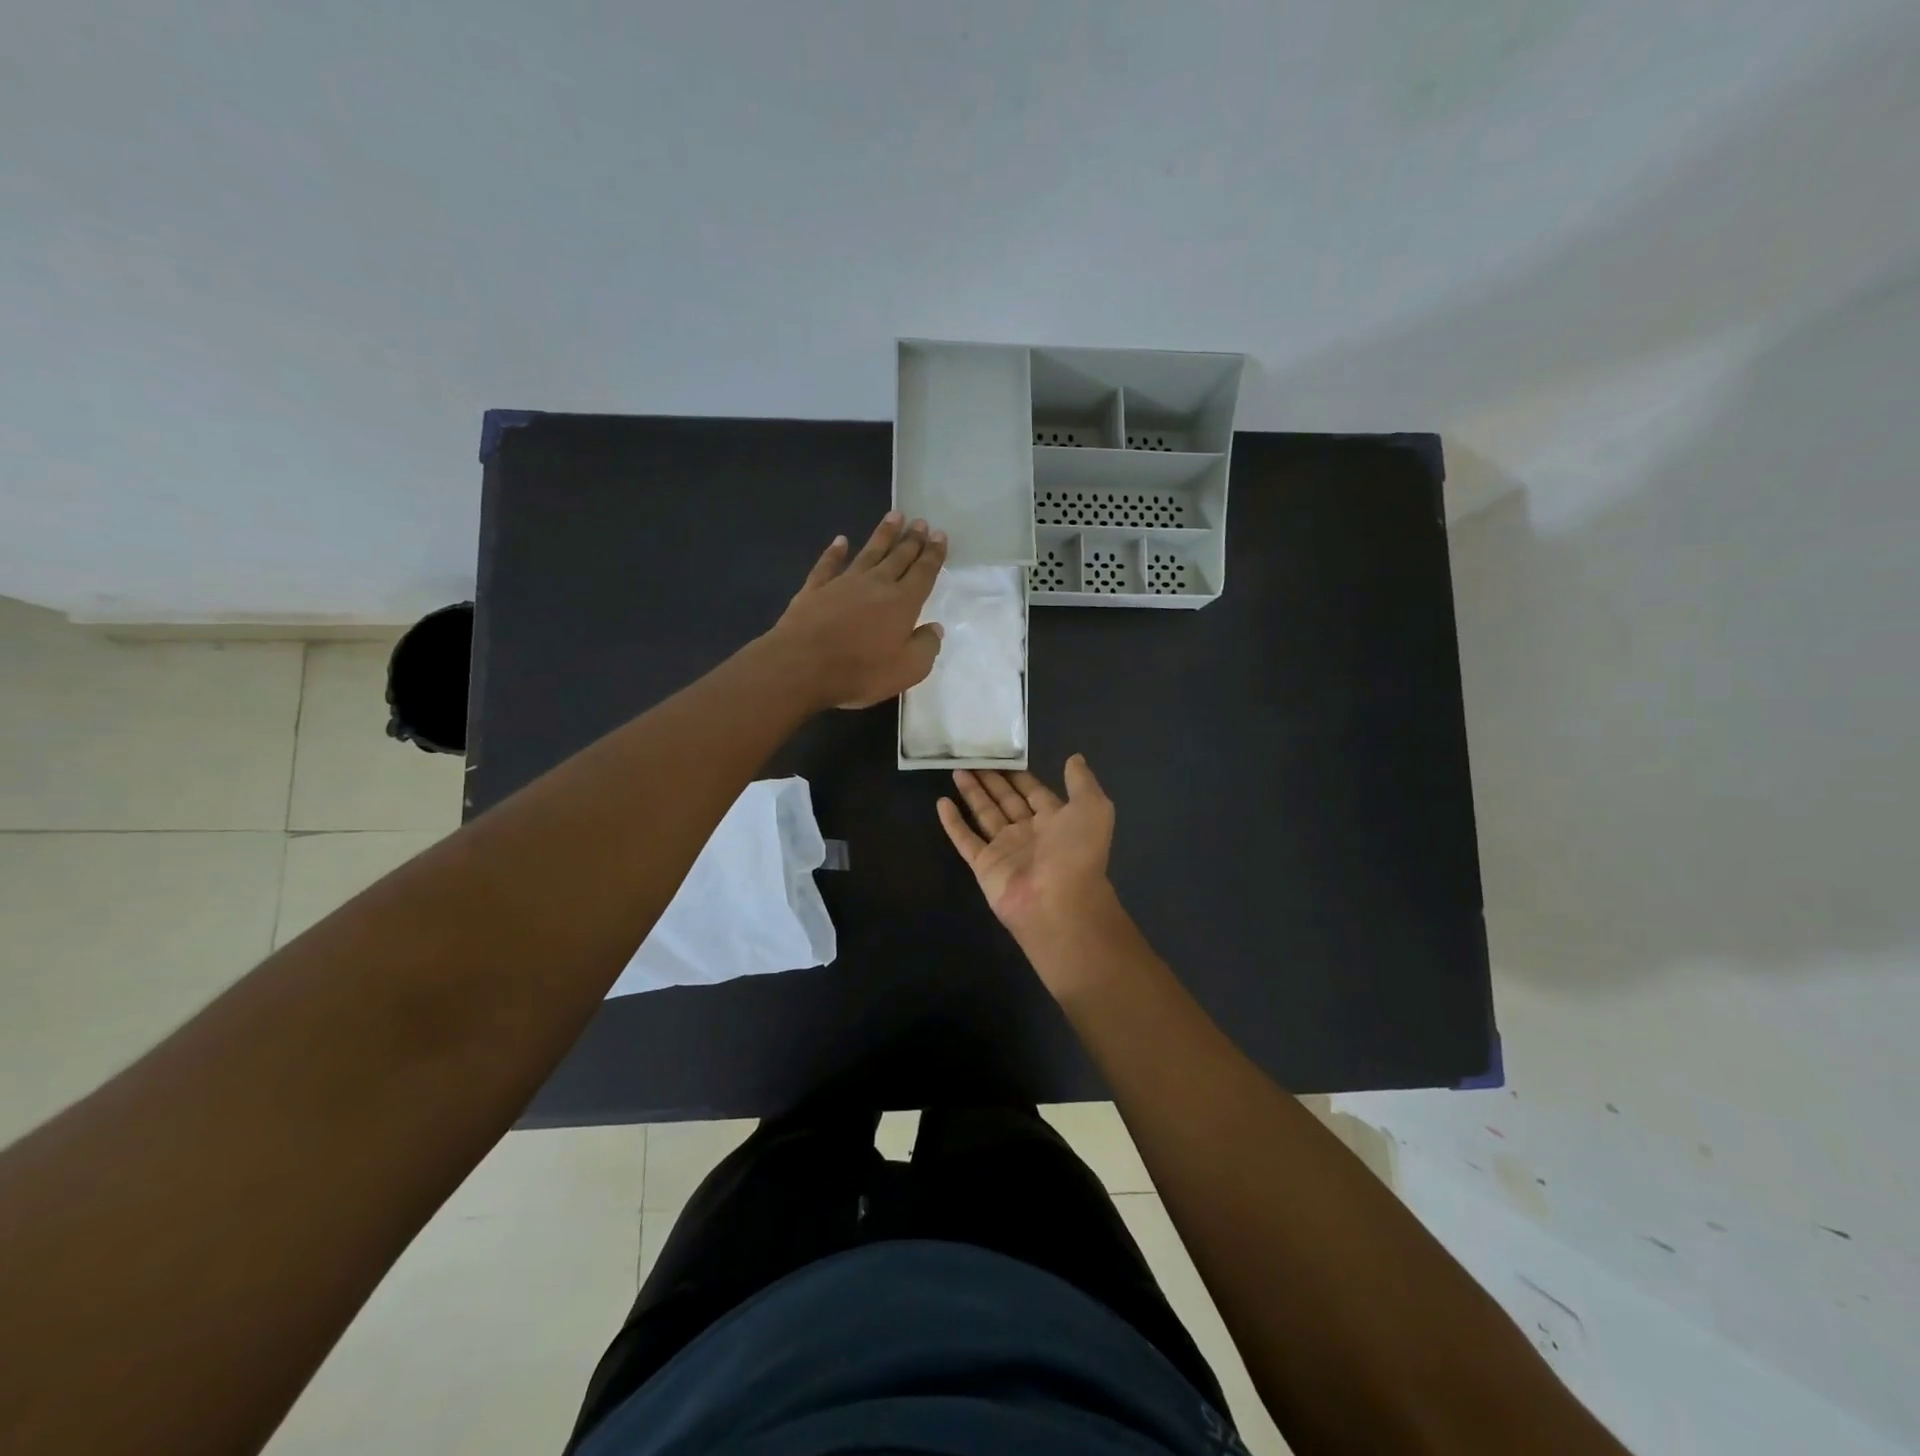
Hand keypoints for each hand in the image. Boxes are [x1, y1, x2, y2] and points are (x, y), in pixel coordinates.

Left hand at [768, 512, 946, 710]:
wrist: (802, 666)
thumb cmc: (861, 671)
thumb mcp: (908, 670)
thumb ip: (926, 647)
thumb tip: (935, 628)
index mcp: (903, 603)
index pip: (923, 573)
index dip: (933, 554)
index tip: (939, 534)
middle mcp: (876, 584)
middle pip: (898, 557)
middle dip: (912, 539)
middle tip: (920, 521)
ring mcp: (843, 583)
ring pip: (868, 552)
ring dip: (882, 534)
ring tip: (894, 516)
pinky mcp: (814, 589)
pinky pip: (828, 564)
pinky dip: (835, 552)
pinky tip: (840, 540)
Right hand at [937, 756, 1122, 978]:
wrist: (1059, 903)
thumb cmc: (1077, 852)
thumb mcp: (1092, 808)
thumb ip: (1082, 782)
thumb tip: (1075, 758)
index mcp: (1056, 820)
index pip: (1034, 792)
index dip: (1019, 775)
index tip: (1001, 754)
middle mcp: (1029, 833)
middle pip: (1006, 800)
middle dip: (992, 780)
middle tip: (972, 757)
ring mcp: (1005, 850)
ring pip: (985, 814)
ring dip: (972, 793)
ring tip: (956, 770)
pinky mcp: (984, 865)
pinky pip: (965, 839)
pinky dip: (953, 822)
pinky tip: (941, 803)